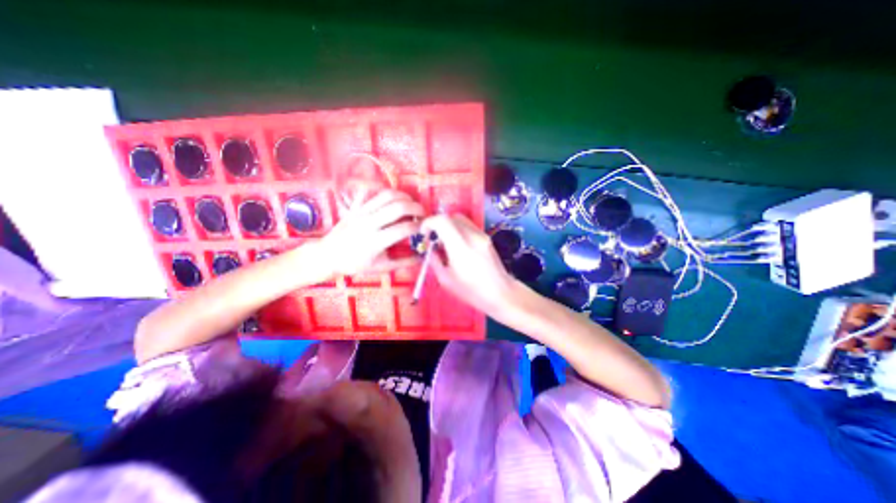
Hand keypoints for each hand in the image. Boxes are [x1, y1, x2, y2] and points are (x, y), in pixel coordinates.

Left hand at [319, 188, 423, 276]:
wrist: (327, 255)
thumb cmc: (355, 264)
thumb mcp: (380, 267)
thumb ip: (402, 263)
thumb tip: (421, 258)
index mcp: (375, 241)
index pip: (403, 229)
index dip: (418, 227)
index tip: (425, 228)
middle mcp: (369, 223)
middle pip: (398, 207)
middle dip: (416, 208)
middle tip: (423, 213)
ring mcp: (362, 212)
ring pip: (387, 195)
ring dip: (404, 197)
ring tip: (412, 204)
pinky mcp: (356, 206)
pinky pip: (374, 193)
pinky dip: (389, 193)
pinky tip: (396, 199)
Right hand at [425, 213, 522, 318]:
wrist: (501, 293)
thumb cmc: (472, 291)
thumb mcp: (446, 280)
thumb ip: (435, 261)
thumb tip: (431, 250)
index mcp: (460, 247)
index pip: (442, 220)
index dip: (429, 223)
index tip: (424, 235)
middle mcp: (472, 235)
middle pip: (450, 217)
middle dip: (437, 225)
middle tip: (433, 241)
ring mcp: (481, 235)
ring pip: (460, 219)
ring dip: (448, 227)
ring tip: (445, 245)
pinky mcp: (486, 237)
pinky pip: (468, 226)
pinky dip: (458, 231)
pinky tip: (458, 247)